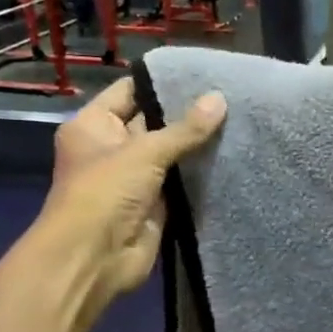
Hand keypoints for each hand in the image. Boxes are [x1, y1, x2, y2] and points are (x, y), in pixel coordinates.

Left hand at [29, 77, 226, 310]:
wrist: (95, 258)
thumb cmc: (105, 192)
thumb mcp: (145, 152)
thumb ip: (185, 129)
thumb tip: (220, 98)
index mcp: (94, 125)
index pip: (130, 92)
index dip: (161, 82)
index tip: (202, 74)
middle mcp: (112, 148)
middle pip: (153, 122)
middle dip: (186, 113)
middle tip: (229, 96)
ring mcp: (134, 178)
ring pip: (170, 154)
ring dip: (197, 145)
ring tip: (238, 121)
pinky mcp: (155, 204)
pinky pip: (181, 182)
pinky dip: (200, 173)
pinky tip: (231, 156)